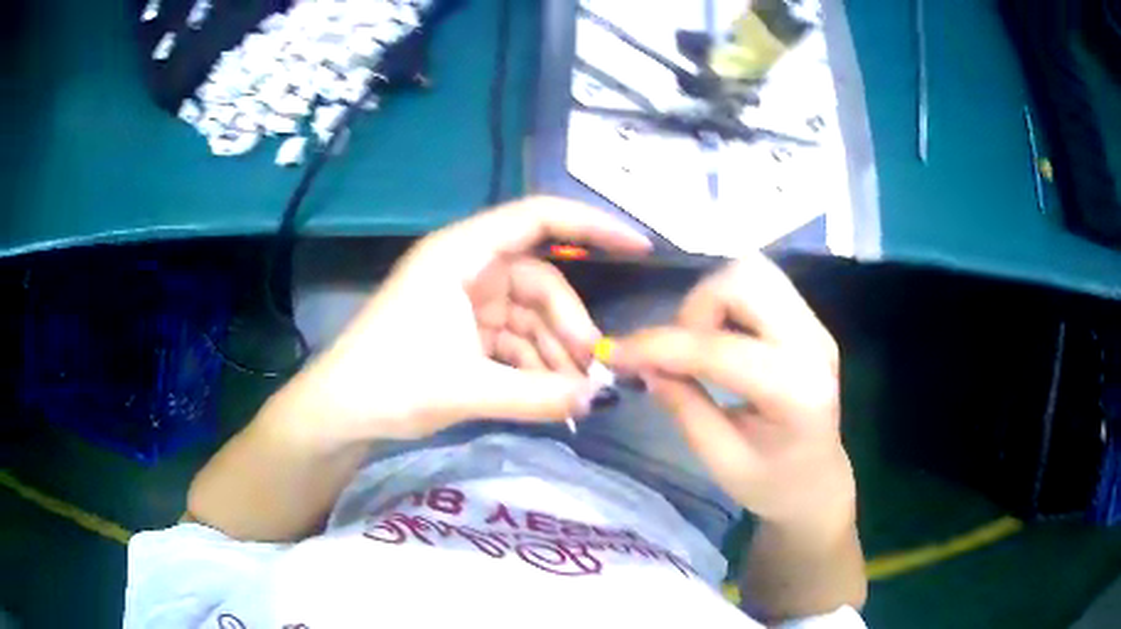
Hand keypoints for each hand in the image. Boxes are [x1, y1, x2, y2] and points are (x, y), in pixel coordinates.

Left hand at [291, 197, 650, 442]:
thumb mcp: (468, 387)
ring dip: (554, 351)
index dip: (591, 226)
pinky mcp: (462, 330)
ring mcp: (464, 300)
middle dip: (570, 324)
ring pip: (529, 315)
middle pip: (539, 281)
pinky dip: (533, 364)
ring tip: (577, 393)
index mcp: (460, 254)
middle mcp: (466, 267)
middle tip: (596, 370)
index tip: (639, 247)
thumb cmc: (390, 382)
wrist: (339, 412)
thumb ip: (539, 394)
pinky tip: (551, 395)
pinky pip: (512, 338)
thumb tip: (600, 400)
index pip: (537, 218)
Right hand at [604, 253, 853, 525]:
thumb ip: (683, 406)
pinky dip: (725, 300)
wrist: (818, 484)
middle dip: (695, 307)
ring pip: (752, 271)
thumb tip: (645, 364)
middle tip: (677, 352)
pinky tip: (716, 339)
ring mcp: (815, 326)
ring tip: (698, 344)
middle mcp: (813, 344)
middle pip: (745, 279)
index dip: (659, 346)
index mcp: (796, 392)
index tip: (614, 354)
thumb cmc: (772, 485)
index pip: (720, 349)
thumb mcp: (721, 460)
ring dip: (710, 298)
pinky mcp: (807, 321)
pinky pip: (759, 285)